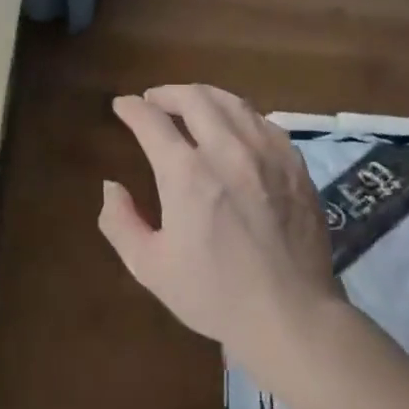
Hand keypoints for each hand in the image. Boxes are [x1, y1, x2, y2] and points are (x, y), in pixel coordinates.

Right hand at [99, 84, 342, 372]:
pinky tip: (235, 127)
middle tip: (153, 101)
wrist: (291, 315)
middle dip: (166, 93)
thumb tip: (112, 186)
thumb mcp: (149, 266)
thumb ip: (120, 222)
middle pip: (194, 98)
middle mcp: (227, 152)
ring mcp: (267, 155)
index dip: (131, 108)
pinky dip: (240, 115)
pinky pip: (264, 122)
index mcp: (186, 175)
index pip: (151, 121)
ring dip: (204, 97)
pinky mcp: (296, 167)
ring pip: (233, 102)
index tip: (122, 106)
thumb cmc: (213, 294)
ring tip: (191, 105)